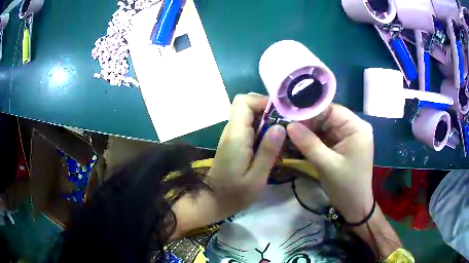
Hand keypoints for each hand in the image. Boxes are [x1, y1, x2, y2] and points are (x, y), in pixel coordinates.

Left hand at [172, 94, 285, 237]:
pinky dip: (262, 131)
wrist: (212, 202)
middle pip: (248, 106)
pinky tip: (273, 145)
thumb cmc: (234, 193)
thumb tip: (280, 127)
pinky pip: (249, 128)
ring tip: (284, 136)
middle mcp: (232, 131)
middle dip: (269, 111)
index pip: (243, 101)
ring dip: (267, 122)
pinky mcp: (234, 144)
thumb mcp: (256, 177)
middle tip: (287, 125)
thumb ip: (268, 151)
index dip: (262, 100)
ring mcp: (232, 137)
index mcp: (236, 135)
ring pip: (250, 117)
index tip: (281, 112)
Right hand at [286, 104, 373, 222]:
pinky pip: (325, 137)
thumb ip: (308, 143)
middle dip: (307, 122)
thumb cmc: (346, 186)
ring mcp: (348, 136)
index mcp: (356, 127)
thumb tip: (289, 125)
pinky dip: (312, 139)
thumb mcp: (326, 165)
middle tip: (285, 126)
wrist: (355, 207)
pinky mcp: (342, 145)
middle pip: (327, 117)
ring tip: (288, 133)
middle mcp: (353, 127)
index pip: (331, 110)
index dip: (310, 111)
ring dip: (307, 131)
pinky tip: (298, 141)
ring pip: (324, 127)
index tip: (289, 115)